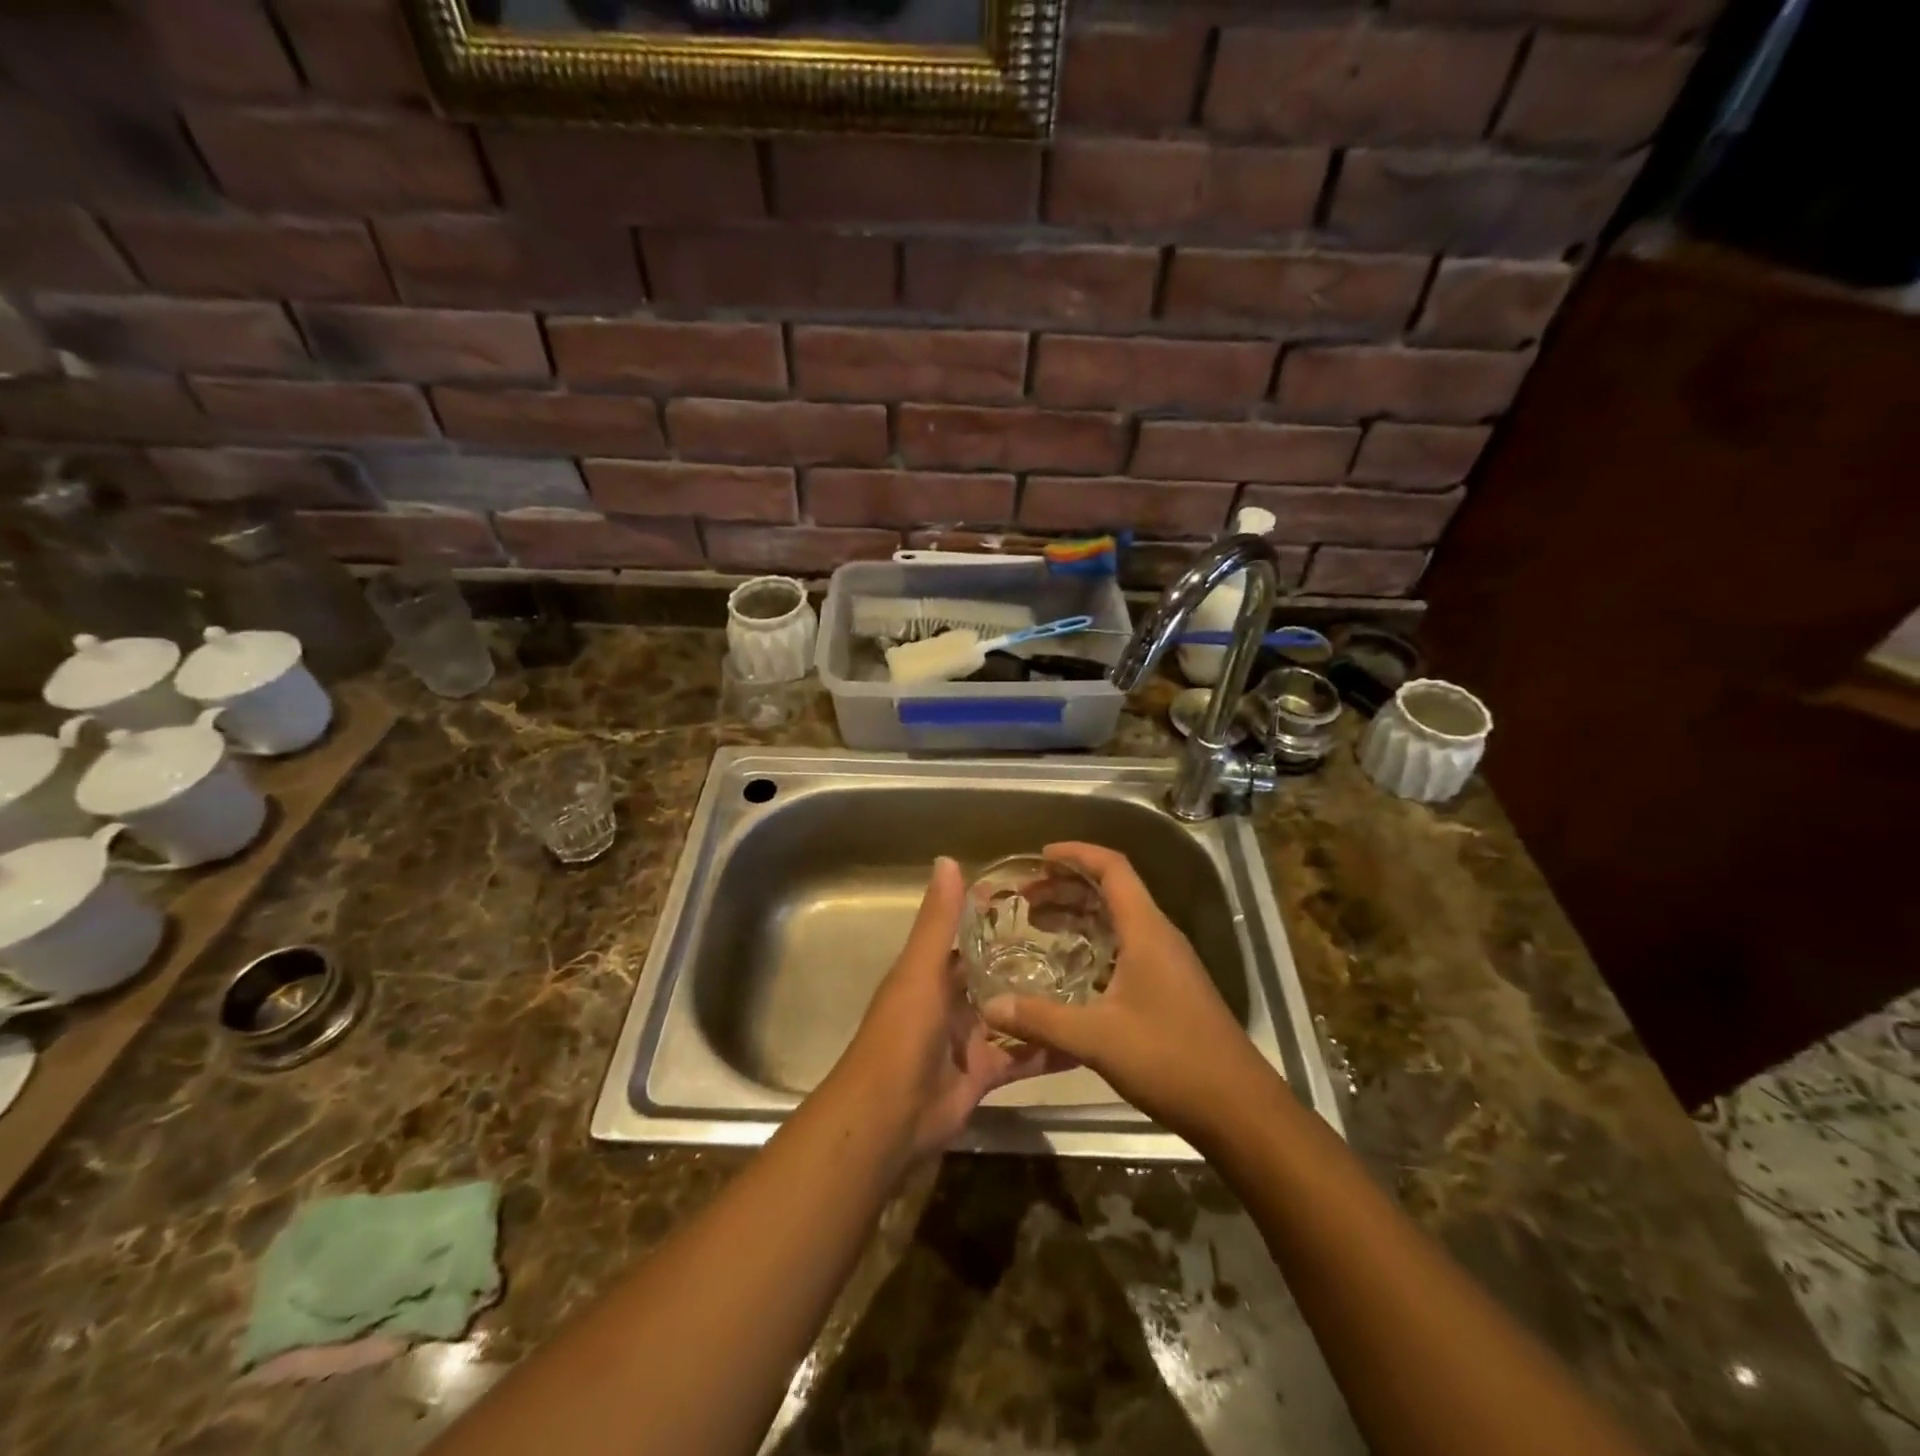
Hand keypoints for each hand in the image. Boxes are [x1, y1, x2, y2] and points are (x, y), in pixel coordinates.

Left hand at [835, 858, 1062, 1161]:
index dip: (997, 917)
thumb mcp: (920, 970)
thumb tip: (948, 858)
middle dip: (1030, 960)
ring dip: (1043, 1004)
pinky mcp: (984, 1074)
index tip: (1042, 898)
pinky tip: (1085, 1041)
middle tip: (1083, 941)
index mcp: (933, 972)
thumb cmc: (902, 1035)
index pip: (968, 936)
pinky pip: (1021, 1058)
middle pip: (995, 975)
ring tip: (1092, 984)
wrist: (888, 1119)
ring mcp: (969, 1039)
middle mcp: (951, 1001)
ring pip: (1012, 1015)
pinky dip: (1048, 1052)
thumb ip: (938, 921)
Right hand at [978, 841, 1272, 1143]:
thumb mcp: (1097, 1039)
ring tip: (1039, 925)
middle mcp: (1160, 936)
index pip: (1112, 868)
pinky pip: (1127, 945)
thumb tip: (990, 1006)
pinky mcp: (1171, 987)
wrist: (1239, 1108)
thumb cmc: (1170, 1059)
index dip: (1076, 854)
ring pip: (1120, 919)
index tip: (1039, 856)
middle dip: (1067, 885)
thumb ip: (1041, 1019)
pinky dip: (1095, 942)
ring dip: (1080, 914)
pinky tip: (1072, 967)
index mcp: (1147, 930)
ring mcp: (1169, 962)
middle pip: (1112, 889)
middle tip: (1026, 898)